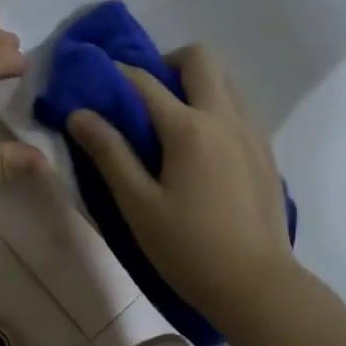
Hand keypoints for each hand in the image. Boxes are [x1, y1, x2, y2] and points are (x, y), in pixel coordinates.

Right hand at [66, 45, 294, 316]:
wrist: (258, 286)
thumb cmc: (189, 248)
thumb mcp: (138, 205)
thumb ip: (109, 153)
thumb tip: (79, 114)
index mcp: (189, 128)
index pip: (145, 81)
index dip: (116, 73)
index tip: (96, 78)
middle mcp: (225, 117)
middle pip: (201, 58)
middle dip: (168, 63)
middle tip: (146, 96)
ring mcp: (252, 132)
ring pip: (226, 80)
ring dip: (196, 84)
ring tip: (173, 122)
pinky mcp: (267, 151)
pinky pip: (240, 107)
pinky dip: (216, 108)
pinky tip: (202, 149)